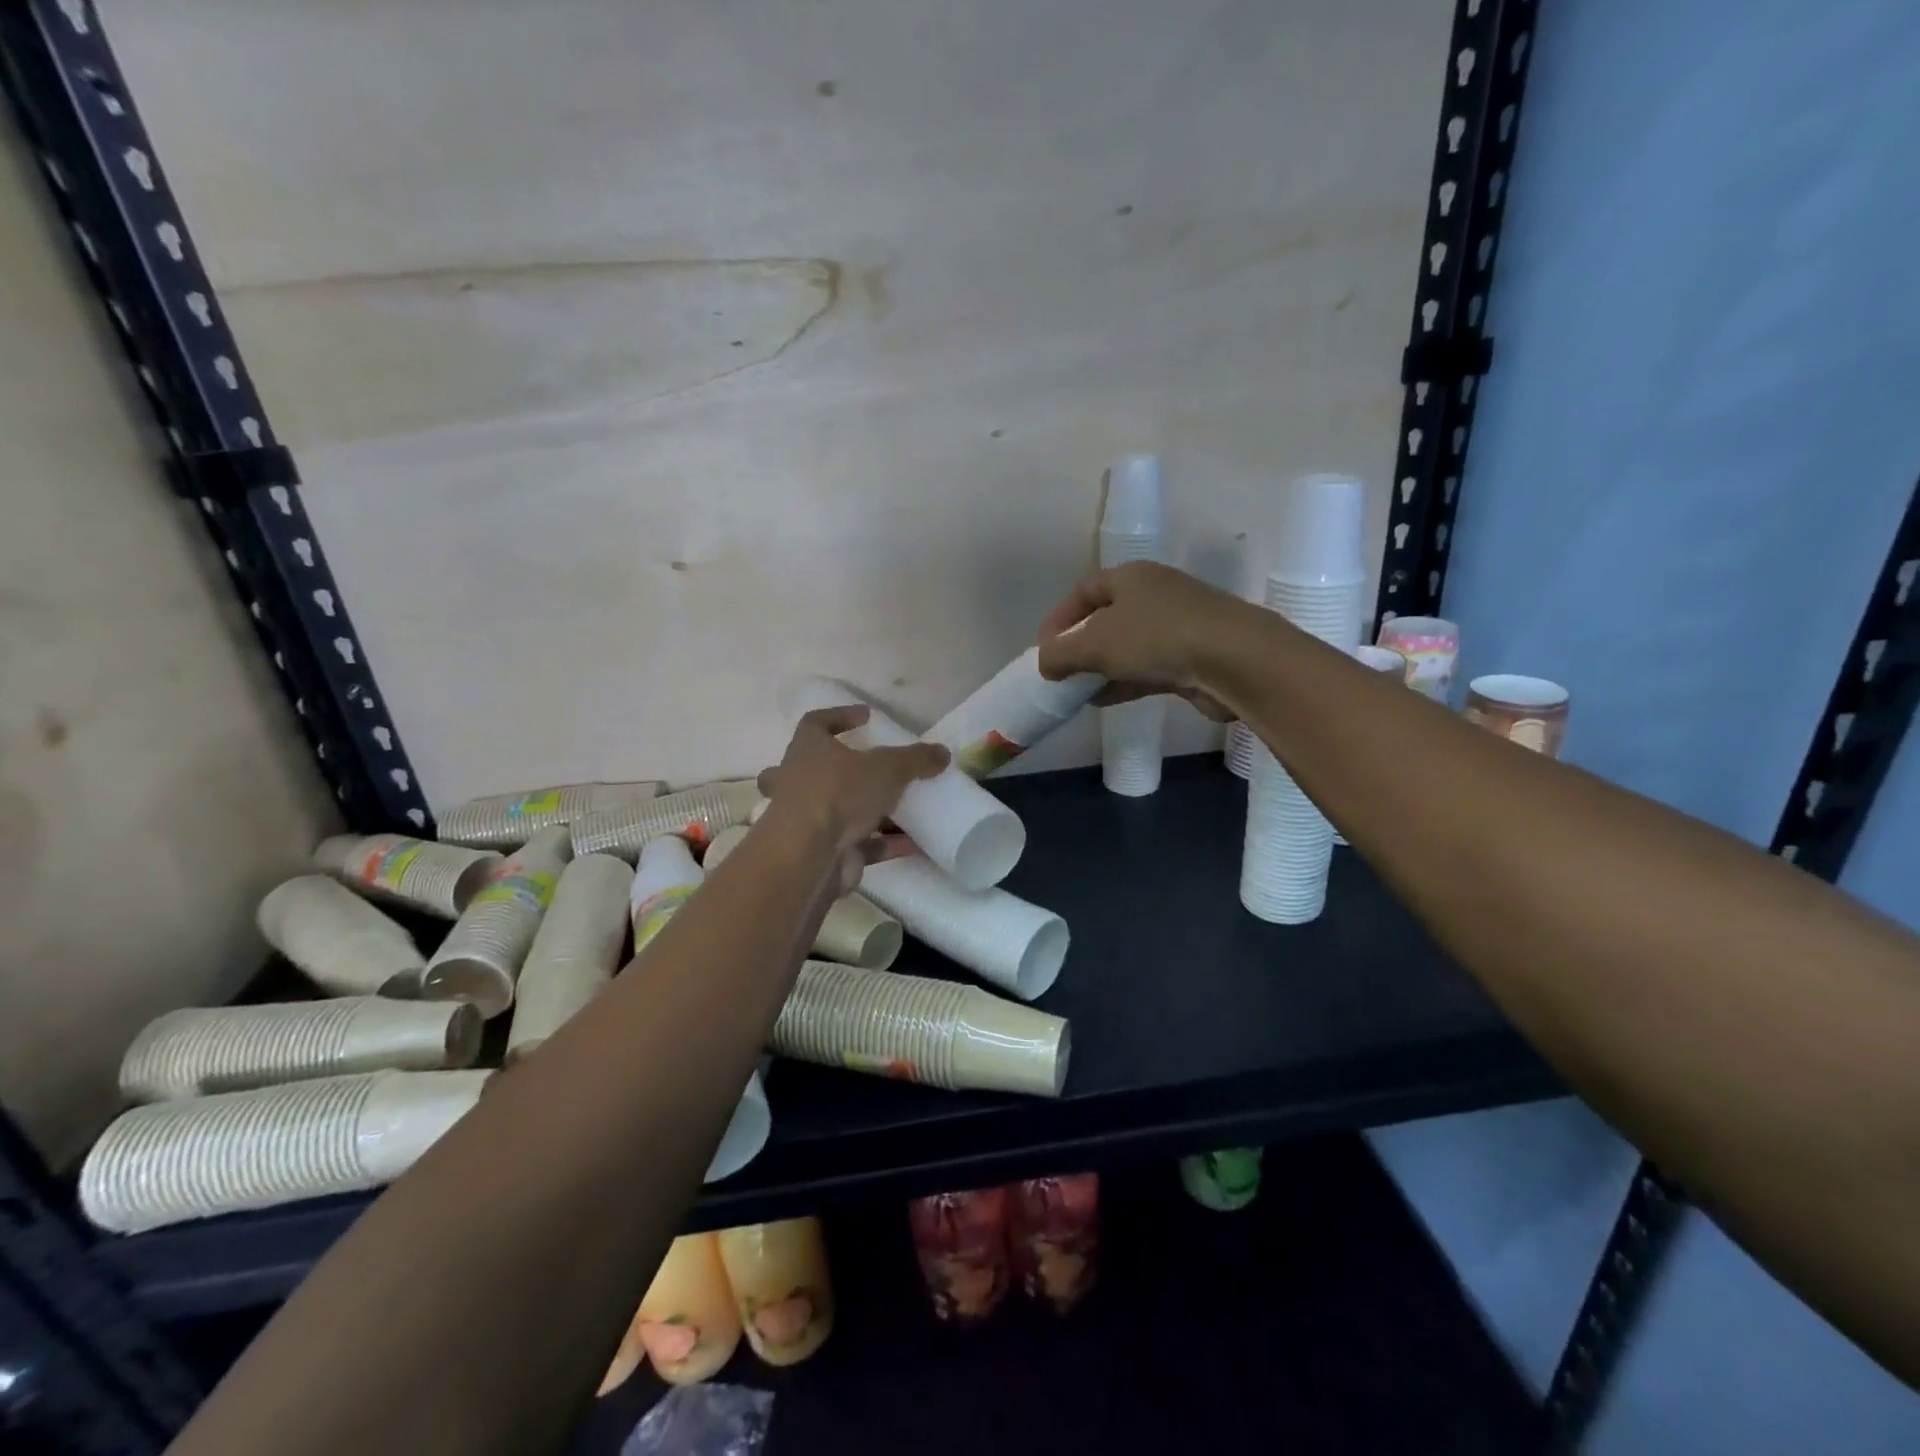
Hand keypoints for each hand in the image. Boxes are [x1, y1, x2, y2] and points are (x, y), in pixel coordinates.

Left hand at [757, 707, 949, 892]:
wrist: (808, 856)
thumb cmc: (838, 793)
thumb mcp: (887, 767)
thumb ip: (916, 759)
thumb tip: (943, 752)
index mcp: (808, 749)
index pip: (816, 723)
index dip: (840, 716)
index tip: (867, 716)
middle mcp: (801, 781)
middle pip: (819, 770)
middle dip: (844, 771)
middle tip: (872, 770)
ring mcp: (810, 820)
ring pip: (841, 810)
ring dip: (873, 810)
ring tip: (909, 808)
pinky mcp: (825, 851)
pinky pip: (861, 843)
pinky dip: (886, 843)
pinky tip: (917, 844)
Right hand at [1035, 561, 1239, 720]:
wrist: (1234, 661)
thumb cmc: (1157, 638)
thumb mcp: (1095, 644)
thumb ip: (1061, 654)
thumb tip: (1044, 664)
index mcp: (1131, 577)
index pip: (1084, 591)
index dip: (1059, 618)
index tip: (1042, 649)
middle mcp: (1155, 595)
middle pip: (1106, 618)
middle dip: (1080, 646)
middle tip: (1060, 672)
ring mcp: (1177, 626)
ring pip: (1127, 646)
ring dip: (1101, 668)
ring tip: (1077, 692)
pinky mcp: (1192, 657)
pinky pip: (1147, 668)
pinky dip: (1123, 682)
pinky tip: (1104, 700)